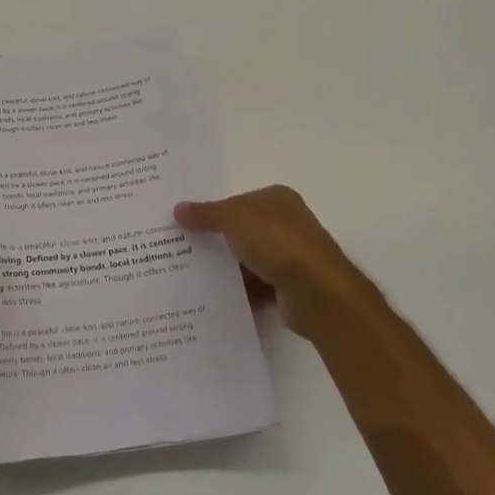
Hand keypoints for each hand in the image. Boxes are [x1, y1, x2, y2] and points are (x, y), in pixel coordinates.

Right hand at [175, 185, 378, 342]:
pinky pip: (256, 286)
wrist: (316, 292)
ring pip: (248, 259)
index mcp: (277, 199)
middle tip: (182, 248)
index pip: (239, 201)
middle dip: (217, 239)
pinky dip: (239, 290)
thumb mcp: (233, 217)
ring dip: (227, 267)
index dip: (214, 210)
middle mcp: (287, 224)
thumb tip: (178, 209)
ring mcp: (291, 256)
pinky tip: (214, 296)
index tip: (186, 222)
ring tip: (191, 274)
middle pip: (243, 230)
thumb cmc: (276, 241)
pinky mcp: (290, 286)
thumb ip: (205, 214)